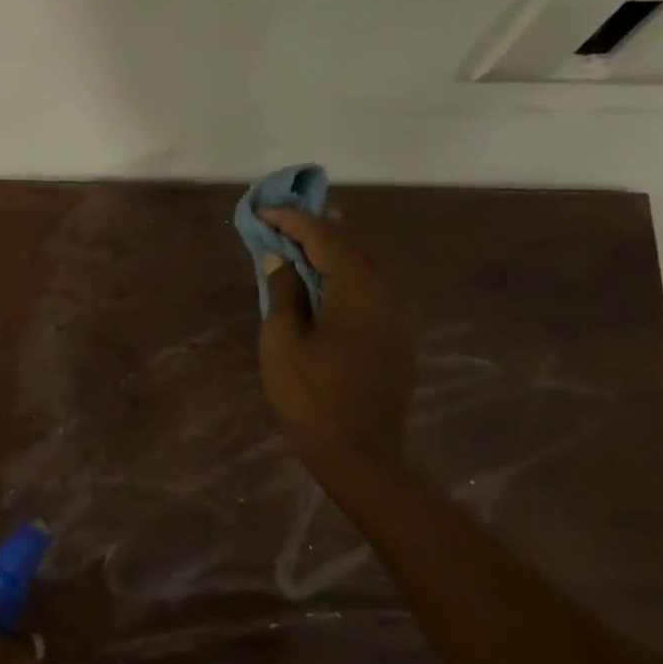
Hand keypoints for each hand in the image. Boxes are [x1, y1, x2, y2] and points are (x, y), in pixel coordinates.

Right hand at [257, 207, 415, 463]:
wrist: (360, 451)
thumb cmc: (311, 395)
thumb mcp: (283, 341)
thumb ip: (283, 291)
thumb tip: (280, 258)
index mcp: (358, 287)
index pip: (324, 235)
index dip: (292, 220)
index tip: (264, 212)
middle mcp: (387, 291)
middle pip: (351, 244)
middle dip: (315, 228)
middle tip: (283, 222)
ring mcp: (398, 314)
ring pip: (366, 266)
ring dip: (333, 251)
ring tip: (302, 244)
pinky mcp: (398, 335)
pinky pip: (372, 289)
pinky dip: (346, 275)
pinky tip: (327, 282)